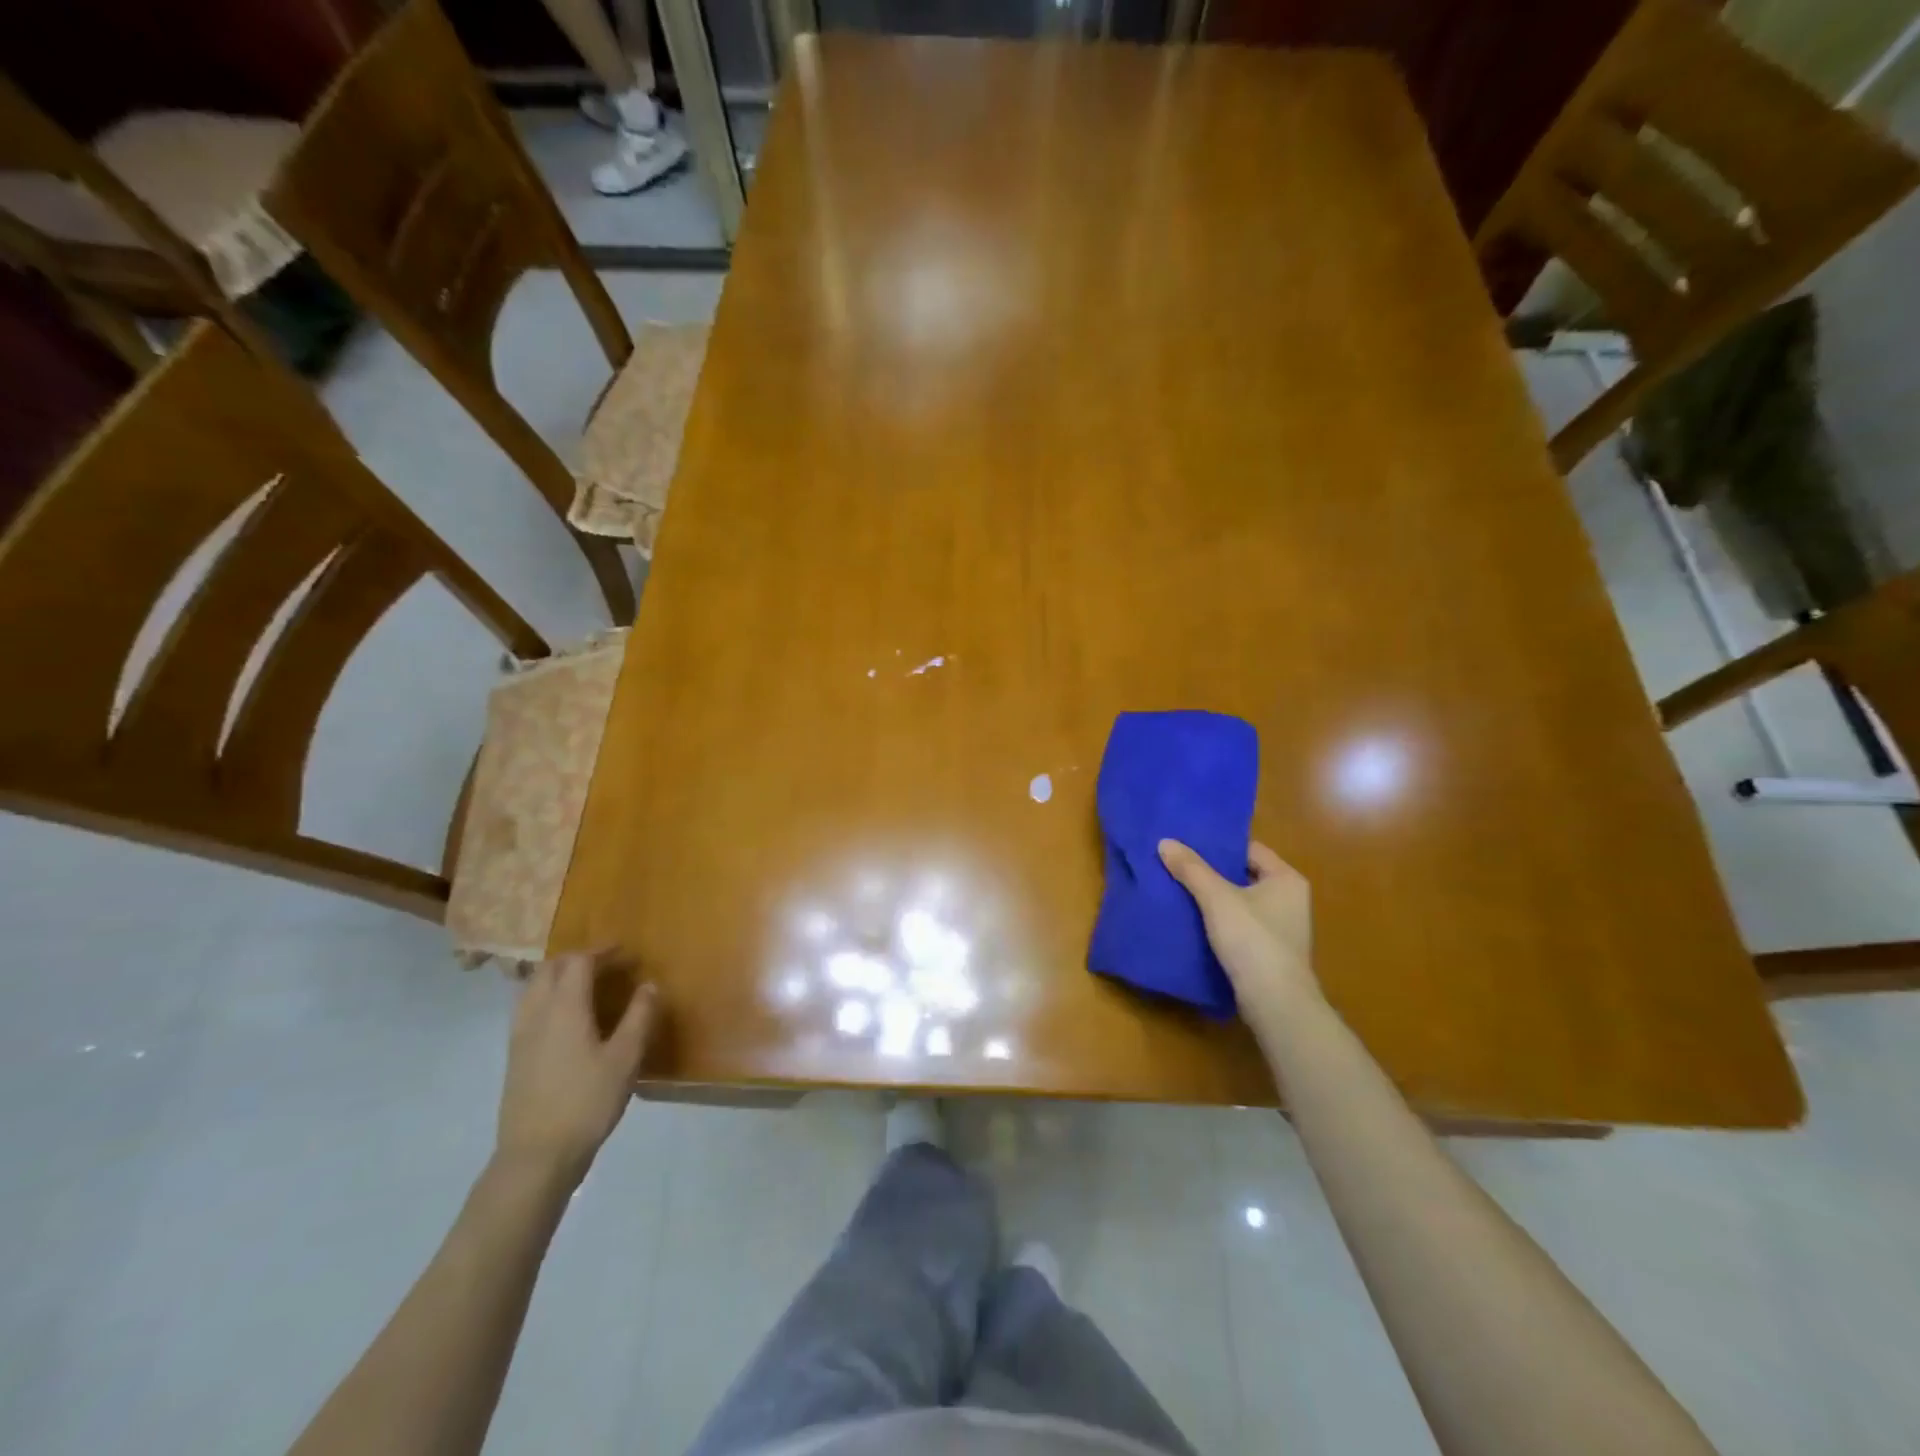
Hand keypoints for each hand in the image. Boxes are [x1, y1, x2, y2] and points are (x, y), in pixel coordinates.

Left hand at [495, 951, 656, 1186]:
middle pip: (551, 968)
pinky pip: (529, 1009)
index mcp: (564, 1007)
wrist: (536, 1156)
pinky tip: (567, 1019)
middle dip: (580, 959)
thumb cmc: (587, 1102)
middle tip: (609, 965)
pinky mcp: (515, 1057)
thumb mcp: (626, 1058)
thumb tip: (649, 985)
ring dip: (560, 976)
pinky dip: (549, 997)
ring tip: (588, 986)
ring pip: (534, 987)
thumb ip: (640, 1016)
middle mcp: (537, 1013)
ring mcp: (520, 1036)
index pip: (579, 961)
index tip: (628, 954)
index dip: (604, 951)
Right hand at [1158, 839, 1317, 1011]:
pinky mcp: (1270, 952)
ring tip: (1178, 888)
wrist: (1276, 1004)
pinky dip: (1219, 921)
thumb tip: (1165, 842)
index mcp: (1286, 879)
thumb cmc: (1253, 940)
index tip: (1187, 842)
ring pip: (1240, 902)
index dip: (1219, 844)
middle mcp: (1290, 899)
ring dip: (1213, 898)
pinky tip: (1193, 920)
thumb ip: (1191, 869)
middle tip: (1177, 863)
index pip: (1249, 849)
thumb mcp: (1217, 898)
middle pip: (1243, 875)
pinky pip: (1240, 926)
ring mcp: (1282, 928)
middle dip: (1211, 871)